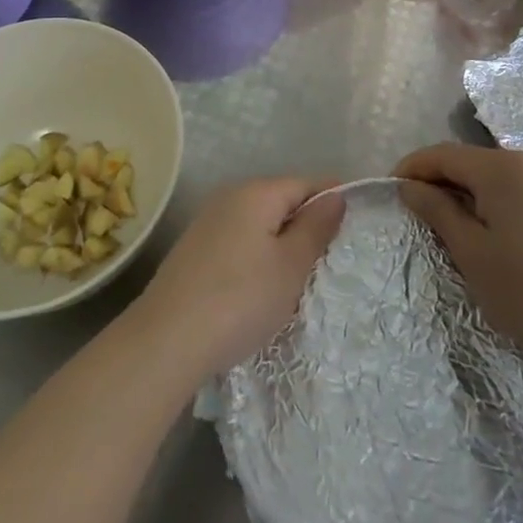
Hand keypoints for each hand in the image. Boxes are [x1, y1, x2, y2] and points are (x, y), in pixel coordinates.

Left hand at [133, 178, 344, 377]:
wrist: (167, 340)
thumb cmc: (241, 299)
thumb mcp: (290, 266)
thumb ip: (315, 227)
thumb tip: (335, 196)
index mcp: (256, 192)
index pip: (306, 183)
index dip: (333, 199)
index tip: (356, 225)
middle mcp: (229, 196)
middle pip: (281, 200)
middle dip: (307, 224)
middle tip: (331, 259)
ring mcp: (208, 222)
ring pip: (259, 223)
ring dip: (282, 243)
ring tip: (300, 278)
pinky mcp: (194, 250)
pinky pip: (239, 241)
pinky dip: (258, 256)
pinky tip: (262, 287)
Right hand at [395, 144, 522, 377]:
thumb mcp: (471, 253)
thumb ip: (437, 210)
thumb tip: (409, 186)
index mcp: (505, 167)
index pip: (444, 154)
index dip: (413, 167)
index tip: (391, 188)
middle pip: (473, 161)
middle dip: (442, 181)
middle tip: (419, 212)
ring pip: (498, 174)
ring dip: (471, 191)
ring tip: (453, 225)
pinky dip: (499, 199)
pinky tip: (493, 230)